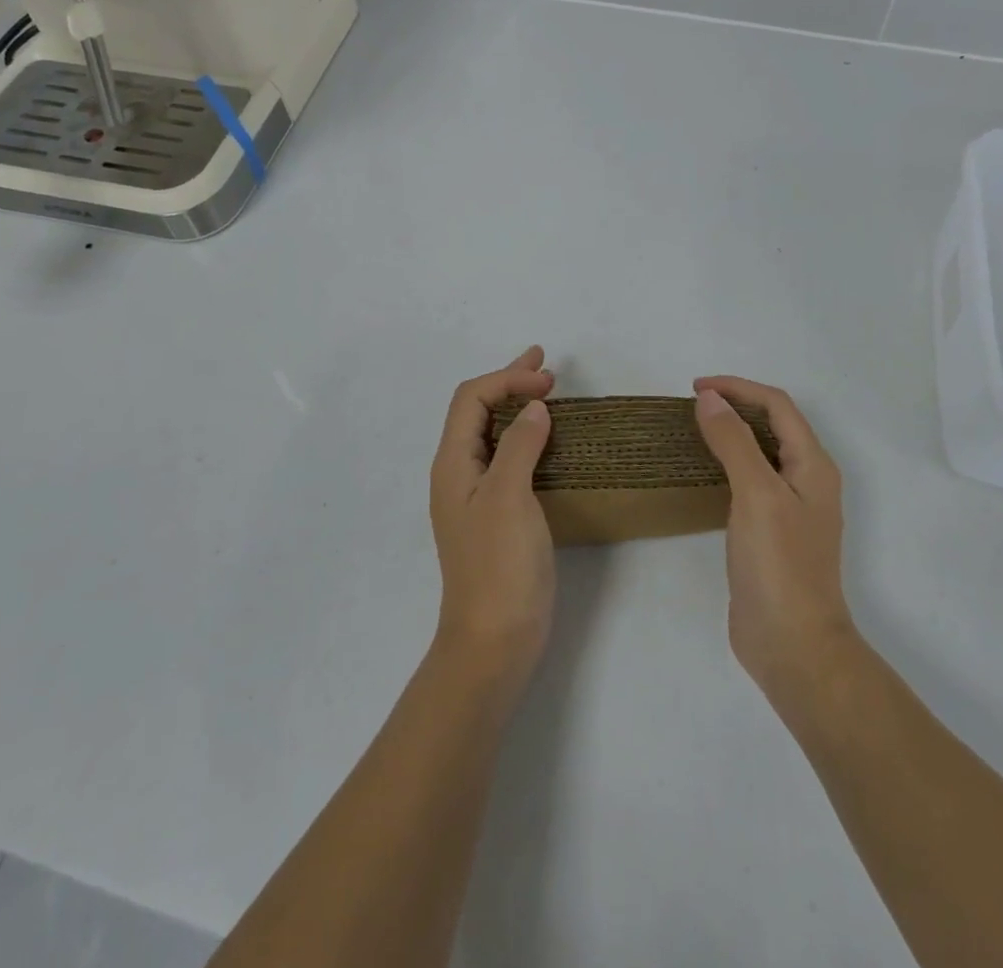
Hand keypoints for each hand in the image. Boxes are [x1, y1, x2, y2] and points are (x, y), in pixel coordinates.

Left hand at [430, 346, 557, 685]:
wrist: (494, 641)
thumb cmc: (499, 566)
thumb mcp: (508, 496)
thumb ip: (519, 445)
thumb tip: (534, 408)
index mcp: (453, 463)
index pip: (472, 399)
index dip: (507, 378)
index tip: (549, 380)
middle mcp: (459, 473)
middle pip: (478, 410)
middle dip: (509, 381)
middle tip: (543, 361)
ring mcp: (478, 495)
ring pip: (494, 433)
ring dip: (518, 406)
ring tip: (547, 390)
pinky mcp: (498, 515)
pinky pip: (508, 458)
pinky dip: (527, 436)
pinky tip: (547, 439)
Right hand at [693, 376, 856, 697]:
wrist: (793, 646)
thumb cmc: (779, 565)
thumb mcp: (756, 494)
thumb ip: (734, 442)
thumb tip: (710, 399)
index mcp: (813, 465)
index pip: (778, 405)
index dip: (739, 388)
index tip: (695, 388)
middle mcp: (806, 481)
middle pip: (773, 424)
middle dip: (736, 405)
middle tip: (692, 405)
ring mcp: (790, 508)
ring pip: (761, 453)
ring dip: (731, 433)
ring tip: (693, 430)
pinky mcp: (771, 533)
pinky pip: (749, 481)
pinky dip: (727, 464)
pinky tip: (703, 473)